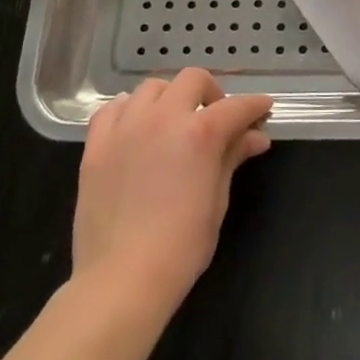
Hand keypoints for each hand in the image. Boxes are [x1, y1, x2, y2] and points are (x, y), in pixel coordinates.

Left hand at [72, 69, 273, 309]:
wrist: (121, 280)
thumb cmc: (181, 247)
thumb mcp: (217, 200)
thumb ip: (232, 158)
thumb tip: (255, 137)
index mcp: (200, 133)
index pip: (236, 106)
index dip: (255, 105)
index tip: (263, 109)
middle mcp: (163, 118)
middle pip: (192, 79)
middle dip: (211, 92)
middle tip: (215, 118)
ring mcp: (126, 128)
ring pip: (152, 87)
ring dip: (170, 98)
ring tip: (173, 122)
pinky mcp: (97, 145)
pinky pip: (113, 108)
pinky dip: (129, 110)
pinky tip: (136, 128)